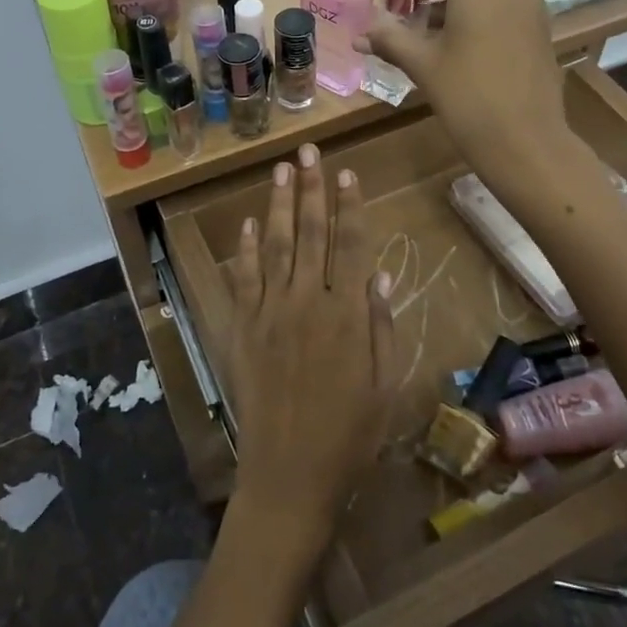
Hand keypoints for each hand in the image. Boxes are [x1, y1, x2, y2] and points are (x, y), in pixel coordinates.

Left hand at [224, 144, 394, 565]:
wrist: (289, 474)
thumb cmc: (349, 436)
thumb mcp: (385, 386)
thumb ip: (383, 328)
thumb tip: (381, 276)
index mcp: (348, 315)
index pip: (351, 245)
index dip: (350, 206)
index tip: (347, 172)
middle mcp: (308, 301)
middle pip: (310, 233)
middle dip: (311, 189)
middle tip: (308, 151)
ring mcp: (270, 312)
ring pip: (274, 245)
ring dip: (277, 204)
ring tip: (280, 170)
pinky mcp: (242, 328)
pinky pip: (242, 278)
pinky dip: (244, 248)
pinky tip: (246, 223)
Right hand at [357, 0, 566, 188]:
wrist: (527, 141)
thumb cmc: (468, 95)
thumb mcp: (422, 64)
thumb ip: (390, 38)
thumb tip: (358, 34)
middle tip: (406, 11)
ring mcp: (530, 2)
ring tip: (425, 35)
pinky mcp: (539, 25)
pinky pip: (501, 3)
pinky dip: (475, 13)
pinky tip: (456, 48)